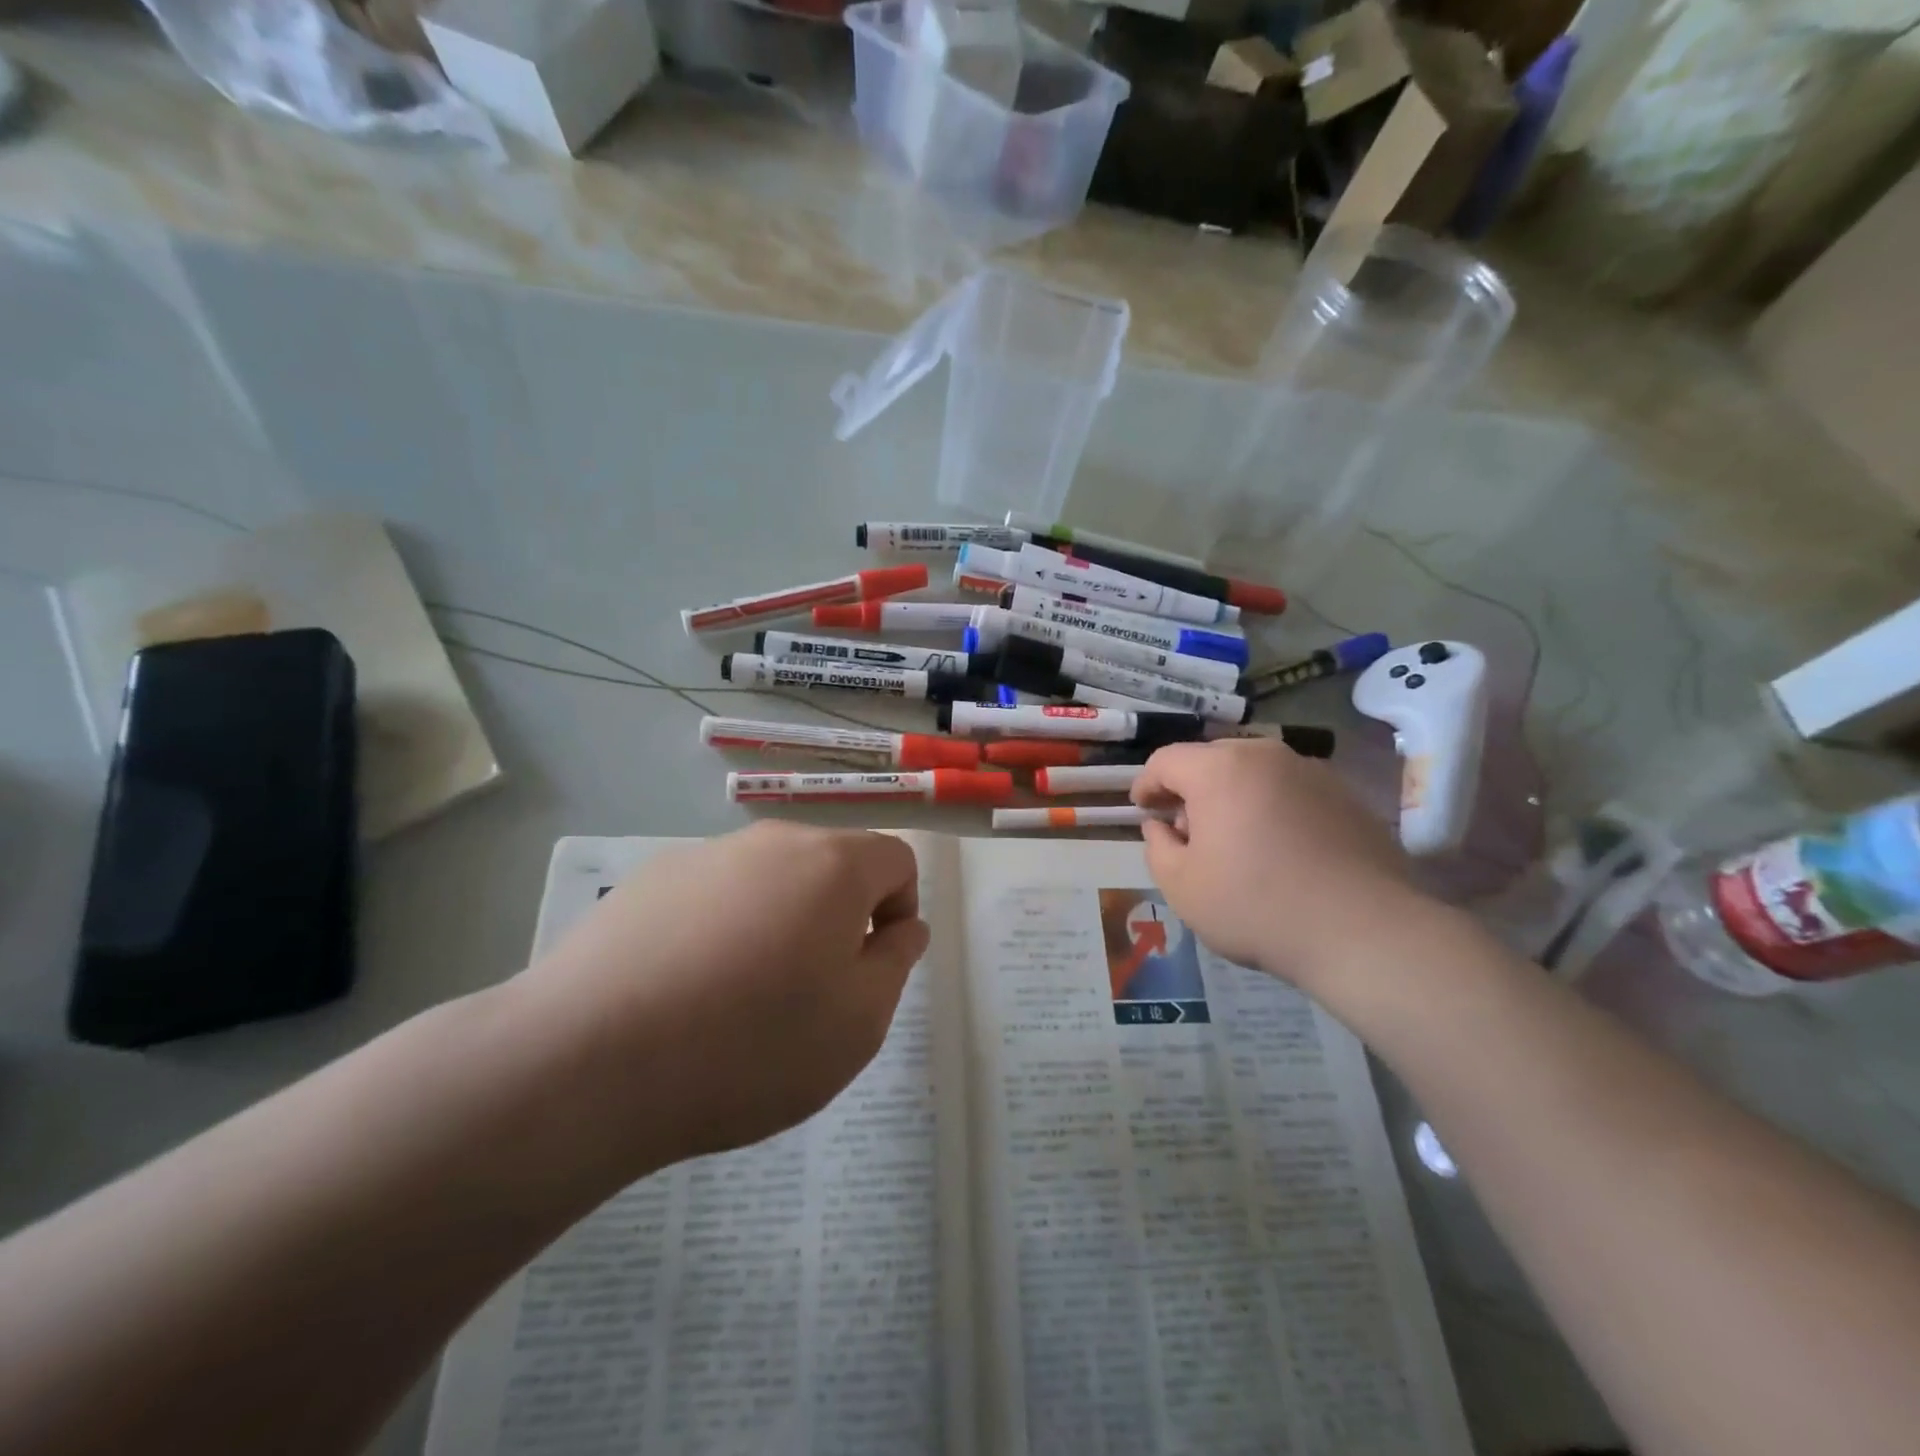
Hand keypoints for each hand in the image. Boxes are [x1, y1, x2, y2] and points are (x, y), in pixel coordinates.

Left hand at [520, 822, 929, 1163]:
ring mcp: (704, 857)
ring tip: (741, 1001)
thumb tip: (903, 926)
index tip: (870, 969)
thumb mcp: (859, 1022)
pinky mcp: (648, 882)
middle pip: (829, 867)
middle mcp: (770, 842)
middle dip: (837, 920)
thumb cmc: (750, 1044)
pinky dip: (720, 932)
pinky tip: (684, 992)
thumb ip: (896, 962)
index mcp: (832, 864)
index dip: (899, 912)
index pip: (896, 860)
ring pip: (769, 883)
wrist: (587, 1061)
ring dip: (777, 925)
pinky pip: (712, 898)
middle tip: (810, 993)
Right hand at [1132, 738, 1436, 991]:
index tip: (1142, 809)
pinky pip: (1290, 790)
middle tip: (1185, 830)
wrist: (1363, 931)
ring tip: (1233, 839)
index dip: (1146, 784)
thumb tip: (1162, 826)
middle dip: (1190, 789)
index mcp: (1219, 769)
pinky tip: (1277, 848)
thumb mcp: (1181, 886)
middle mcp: (1265, 755)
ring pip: (1254, 772)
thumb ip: (1157, 847)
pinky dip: (1271, 807)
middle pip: (1211, 760)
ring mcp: (1311, 771)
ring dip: (1232, 796)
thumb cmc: (1255, 906)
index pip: (1166, 760)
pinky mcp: (1345, 795)